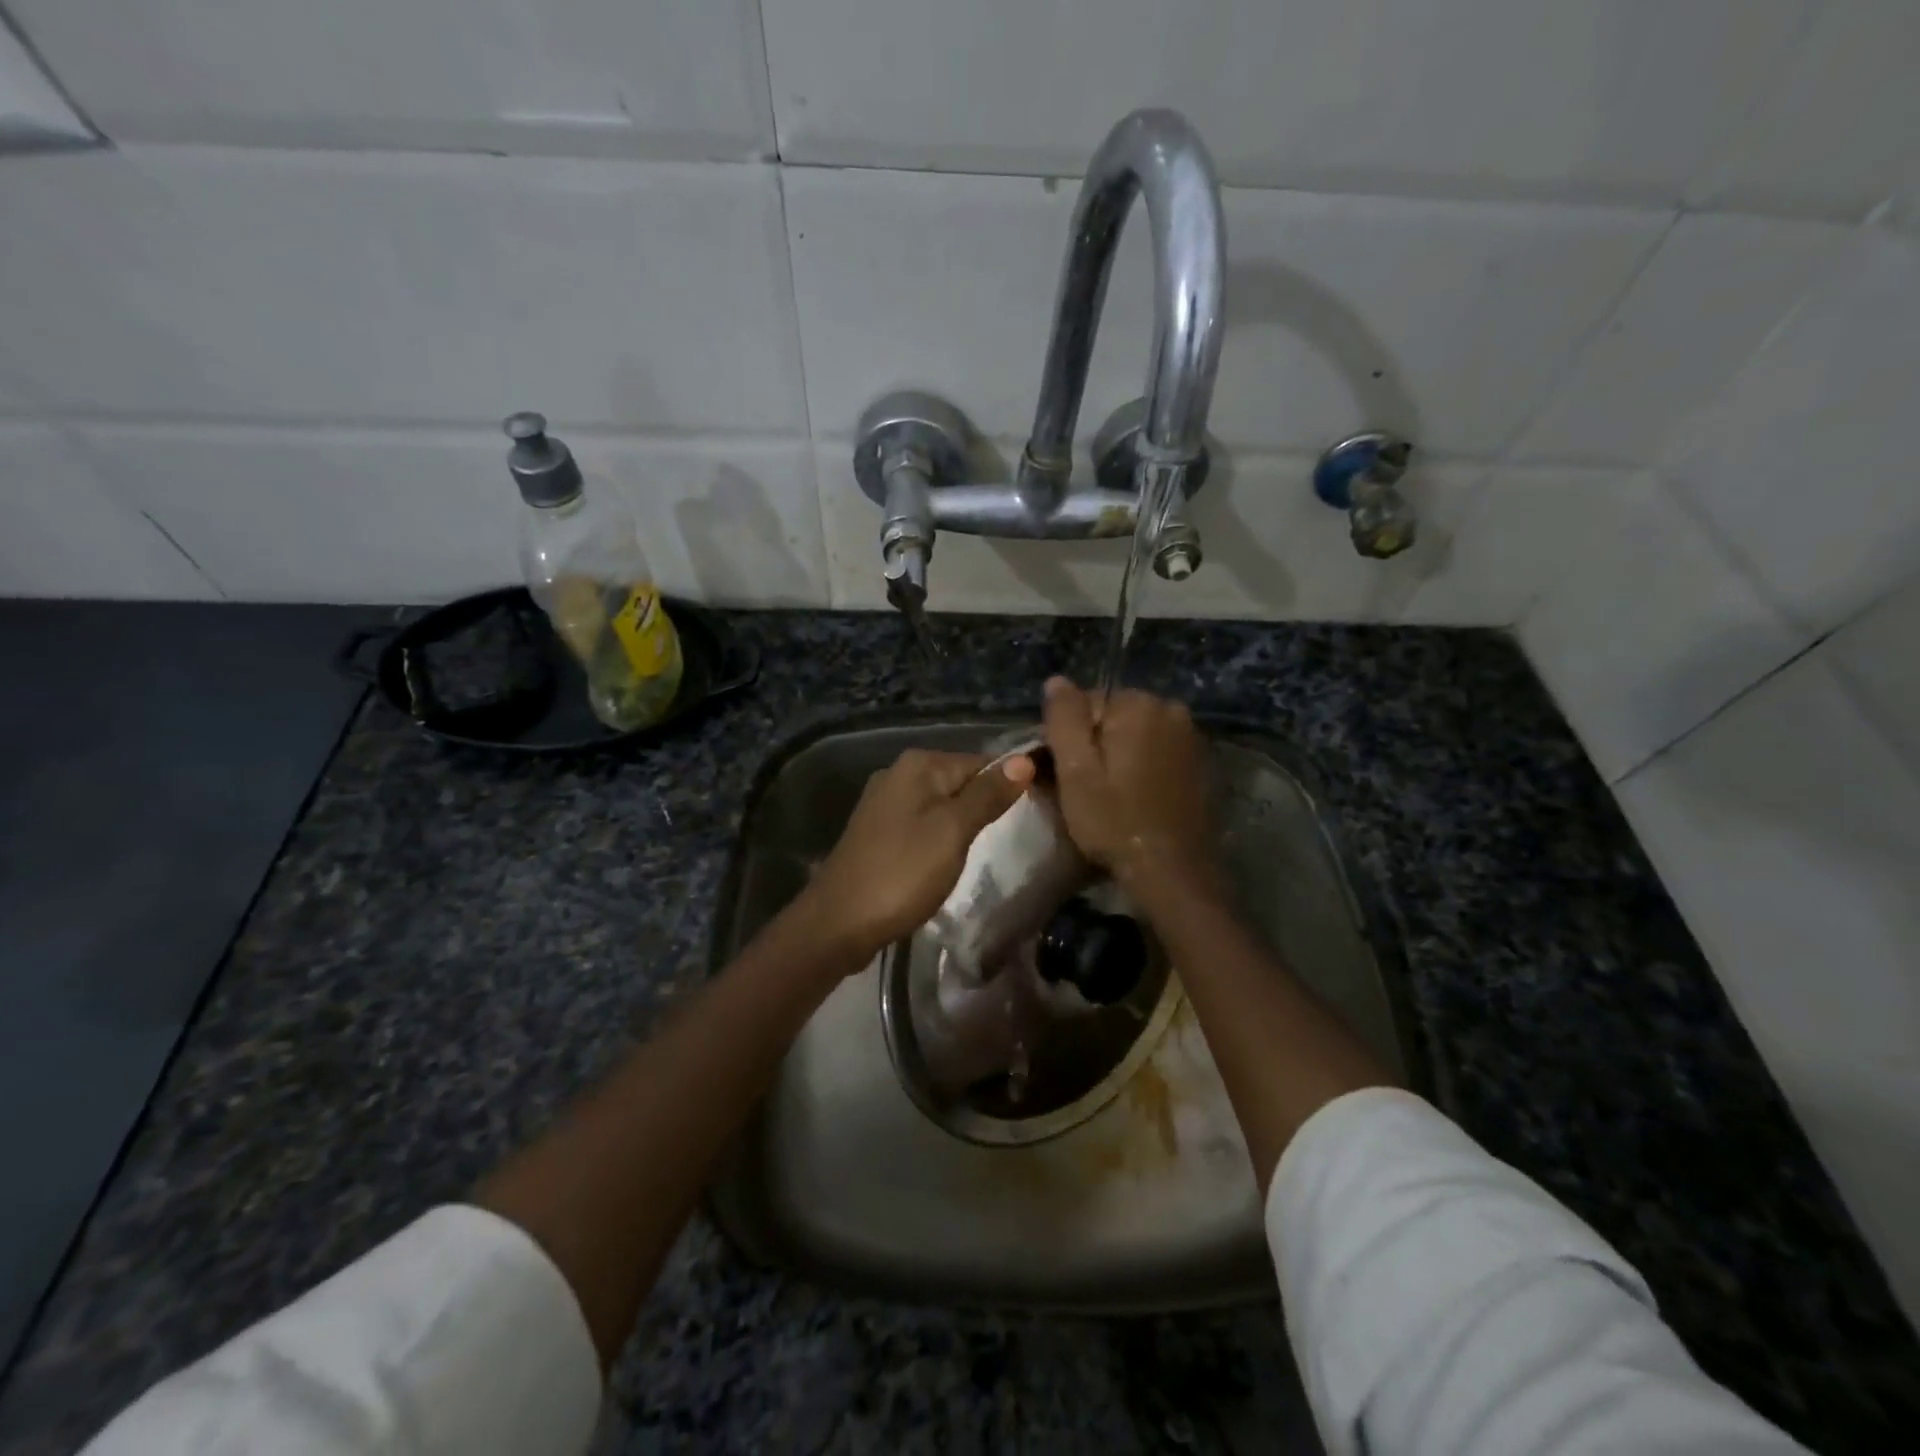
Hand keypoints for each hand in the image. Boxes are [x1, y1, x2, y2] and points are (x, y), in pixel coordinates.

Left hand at [798, 748, 1034, 962]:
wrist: (839, 922)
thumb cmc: (902, 873)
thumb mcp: (953, 831)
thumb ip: (988, 795)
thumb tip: (1025, 760)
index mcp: (918, 765)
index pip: (982, 762)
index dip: (1010, 785)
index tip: (1036, 811)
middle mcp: (899, 773)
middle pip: (961, 781)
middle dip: (987, 805)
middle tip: (1016, 835)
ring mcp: (885, 803)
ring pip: (942, 805)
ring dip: (965, 824)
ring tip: (989, 849)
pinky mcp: (879, 831)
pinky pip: (923, 823)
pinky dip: (941, 837)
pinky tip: (950, 859)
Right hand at [1042, 678, 1216, 892]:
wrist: (1172, 871)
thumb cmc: (1114, 820)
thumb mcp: (1075, 770)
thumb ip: (1064, 718)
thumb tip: (1056, 680)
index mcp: (1139, 704)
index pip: (1086, 703)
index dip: (1068, 737)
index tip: (1062, 772)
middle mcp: (1171, 709)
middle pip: (1114, 717)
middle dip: (1095, 744)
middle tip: (1082, 787)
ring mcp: (1191, 737)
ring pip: (1136, 735)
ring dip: (1119, 757)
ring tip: (1107, 796)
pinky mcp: (1200, 763)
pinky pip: (1157, 752)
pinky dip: (1142, 767)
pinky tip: (1134, 798)